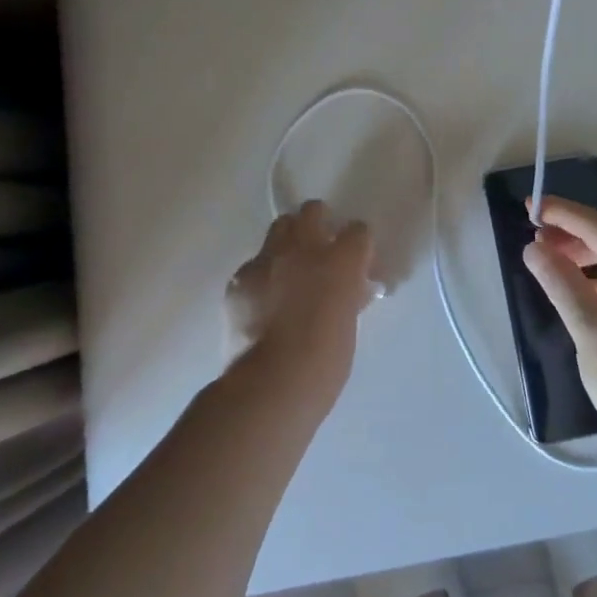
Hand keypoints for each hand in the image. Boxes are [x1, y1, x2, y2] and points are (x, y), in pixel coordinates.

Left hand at [225, 200, 374, 399]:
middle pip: (312, 211)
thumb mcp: (349, 323)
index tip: (356, 261)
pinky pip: (254, 264)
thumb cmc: (324, 362)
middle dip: (317, 223)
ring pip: (279, 228)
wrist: (270, 384)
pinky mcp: (239, 278)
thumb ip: (349, 295)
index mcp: (340, 260)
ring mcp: (267, 259)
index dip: (357, 245)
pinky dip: (262, 275)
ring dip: (288, 242)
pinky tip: (262, 302)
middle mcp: (303, 248)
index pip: (357, 231)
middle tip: (320, 250)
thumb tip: (349, 288)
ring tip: (288, 270)